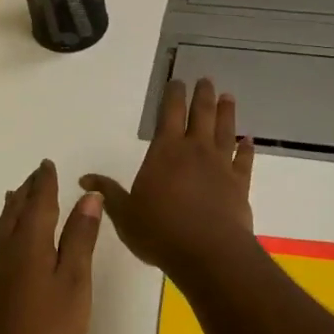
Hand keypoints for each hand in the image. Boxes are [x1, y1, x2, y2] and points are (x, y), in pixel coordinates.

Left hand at [0, 160, 103, 333]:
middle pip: (16, 209)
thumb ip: (80, 239)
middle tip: (37, 175)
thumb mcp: (73, 282)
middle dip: (28, 191)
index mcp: (29, 242)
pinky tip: (9, 238)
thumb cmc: (46, 331)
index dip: (45, 183)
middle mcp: (7, 248)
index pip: (39, 202)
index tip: (48, 164)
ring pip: (3, 225)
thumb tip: (89, 197)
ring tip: (19, 196)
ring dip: (14, 206)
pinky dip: (7, 226)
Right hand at [81, 78, 255, 277]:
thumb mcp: (124, 214)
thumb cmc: (160, 231)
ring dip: (226, 113)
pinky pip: (244, 160)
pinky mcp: (240, 185)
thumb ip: (108, 193)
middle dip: (202, 95)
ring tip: (227, 97)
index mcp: (165, 151)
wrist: (208, 253)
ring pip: (225, 131)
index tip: (177, 81)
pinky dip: (247, 149)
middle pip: (201, 115)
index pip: (169, 114)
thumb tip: (85, 179)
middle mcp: (195, 151)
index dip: (173, 95)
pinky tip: (249, 141)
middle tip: (206, 80)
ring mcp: (221, 166)